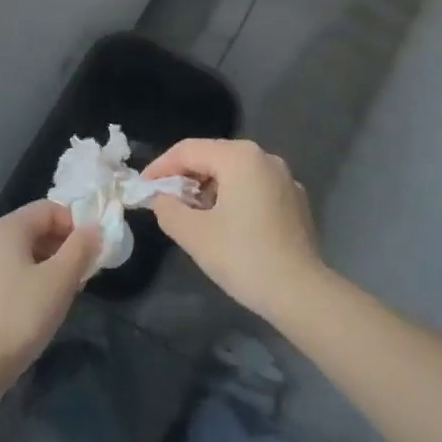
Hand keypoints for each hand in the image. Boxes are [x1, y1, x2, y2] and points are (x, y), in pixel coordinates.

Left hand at [0, 201, 99, 382]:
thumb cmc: (20, 315)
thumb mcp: (60, 279)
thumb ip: (81, 248)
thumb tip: (93, 228)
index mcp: (6, 228)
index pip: (49, 209)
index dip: (76, 225)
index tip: (92, 252)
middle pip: (34, 230)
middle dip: (64, 247)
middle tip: (83, 274)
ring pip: (22, 255)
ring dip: (49, 266)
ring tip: (65, 294)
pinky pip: (7, 275)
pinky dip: (29, 282)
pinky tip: (38, 309)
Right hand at [142, 139, 325, 321]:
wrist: (300, 292)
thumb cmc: (242, 257)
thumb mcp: (194, 234)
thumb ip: (168, 209)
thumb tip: (161, 198)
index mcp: (240, 157)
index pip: (188, 150)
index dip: (160, 167)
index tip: (142, 188)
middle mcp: (265, 158)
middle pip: (213, 157)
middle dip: (185, 177)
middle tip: (163, 202)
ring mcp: (285, 178)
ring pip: (235, 173)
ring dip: (209, 189)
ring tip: (192, 215)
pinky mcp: (295, 200)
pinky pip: (255, 188)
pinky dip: (234, 198)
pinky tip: (226, 225)